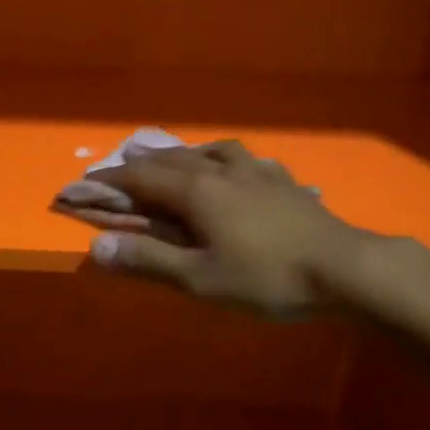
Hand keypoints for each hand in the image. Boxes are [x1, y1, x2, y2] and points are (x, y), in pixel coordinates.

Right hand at [82, 140, 370, 318]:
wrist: (344, 268)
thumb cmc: (267, 277)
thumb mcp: (200, 279)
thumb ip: (148, 260)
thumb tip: (96, 246)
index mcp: (196, 191)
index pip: (141, 177)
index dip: (110, 180)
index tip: (85, 183)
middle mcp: (222, 170)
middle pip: (173, 158)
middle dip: (142, 161)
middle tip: (121, 164)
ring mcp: (257, 172)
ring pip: (210, 151)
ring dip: (183, 153)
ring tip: (175, 158)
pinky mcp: (283, 182)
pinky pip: (245, 159)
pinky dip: (224, 158)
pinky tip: (236, 167)